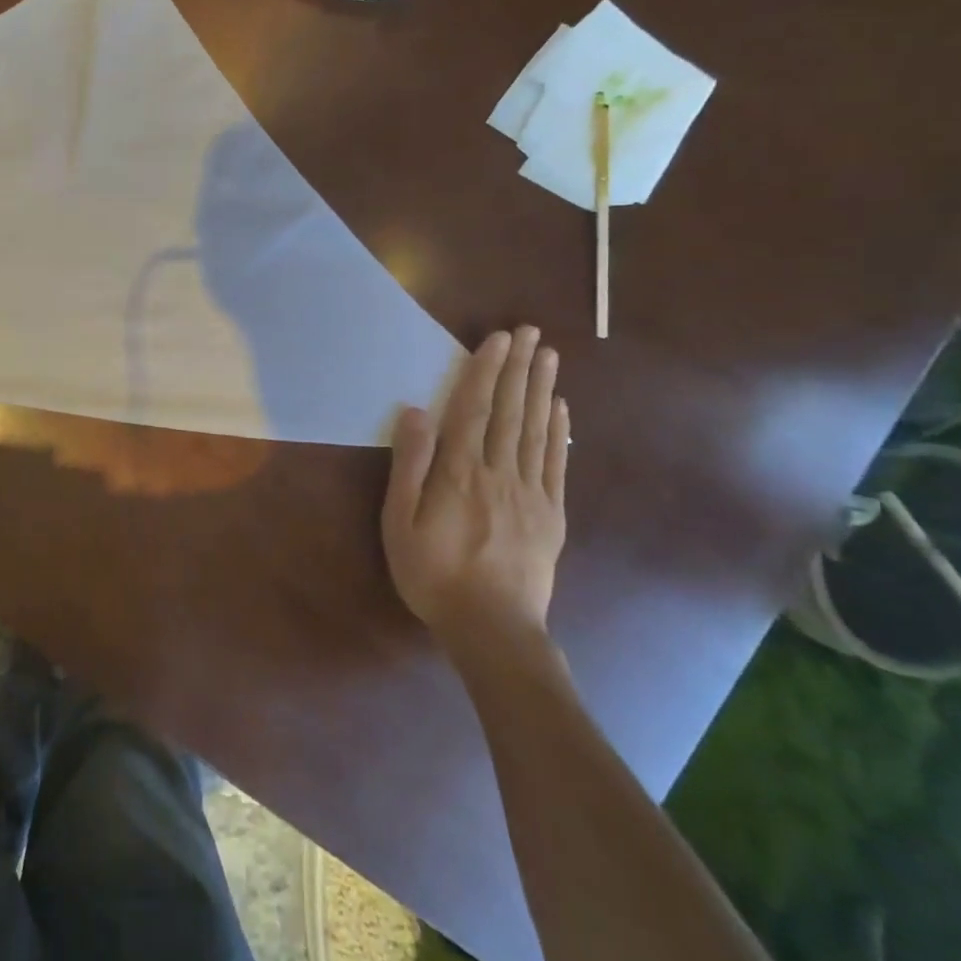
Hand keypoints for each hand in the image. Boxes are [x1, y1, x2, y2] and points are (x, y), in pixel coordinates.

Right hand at [381, 326, 568, 654]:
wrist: (491, 628)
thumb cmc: (432, 574)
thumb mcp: (399, 522)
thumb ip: (409, 466)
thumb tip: (415, 412)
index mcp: (459, 472)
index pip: (472, 409)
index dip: (484, 371)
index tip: (497, 339)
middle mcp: (498, 472)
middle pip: (508, 411)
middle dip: (517, 368)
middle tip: (529, 333)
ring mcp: (530, 492)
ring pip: (535, 430)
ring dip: (541, 389)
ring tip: (548, 356)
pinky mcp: (551, 514)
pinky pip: (556, 464)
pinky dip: (559, 432)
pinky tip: (560, 408)